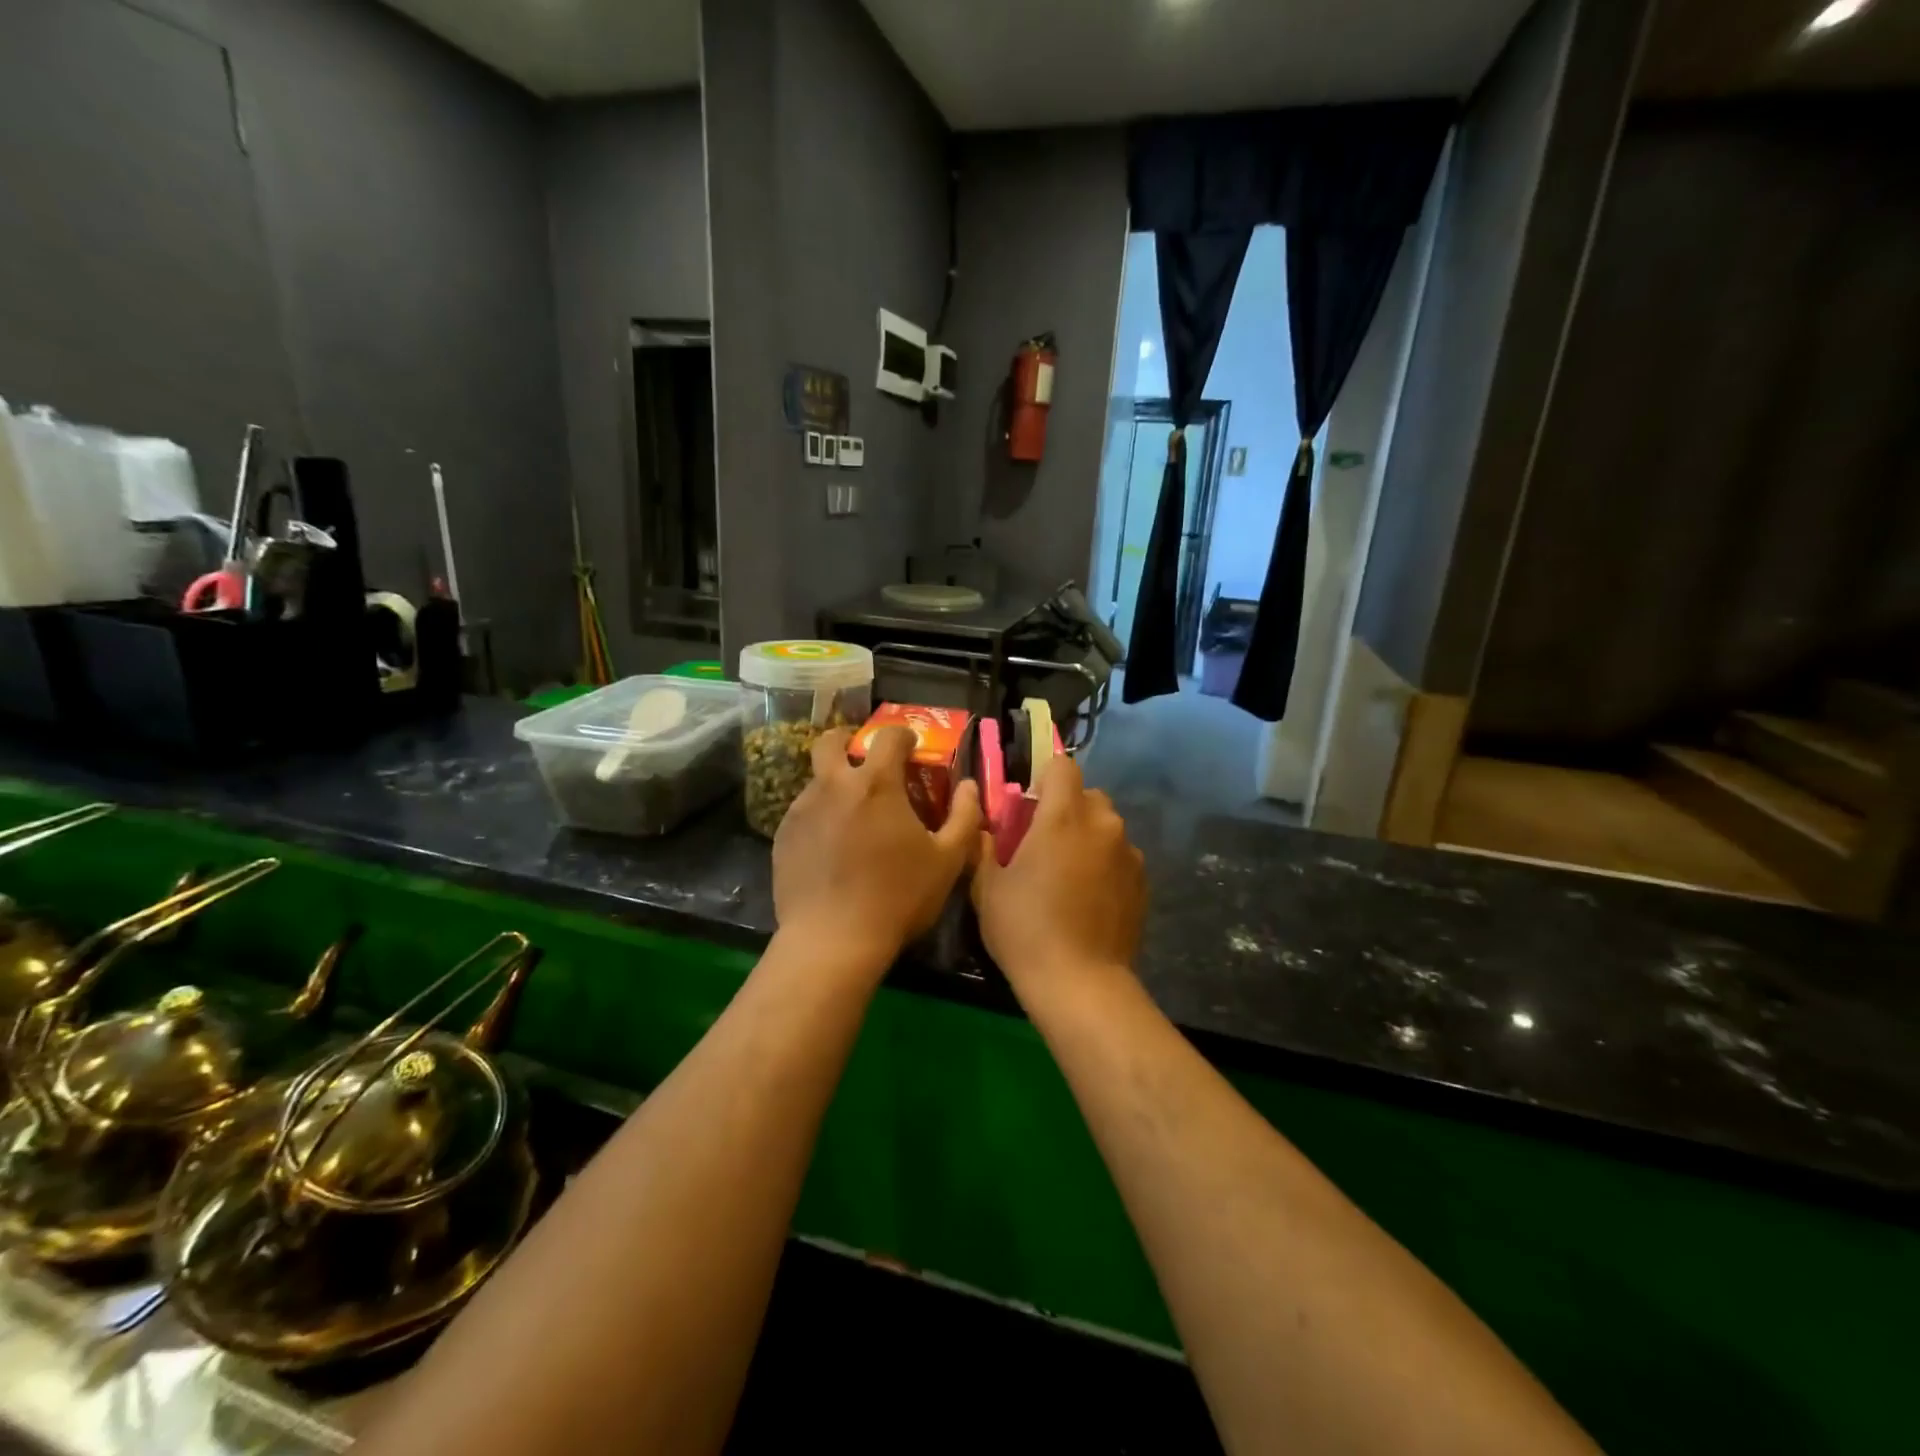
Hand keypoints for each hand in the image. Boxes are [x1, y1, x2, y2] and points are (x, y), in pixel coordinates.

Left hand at [772, 726, 981, 979]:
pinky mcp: (783, 837)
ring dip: (835, 784)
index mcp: (876, 783)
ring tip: (852, 816)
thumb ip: (964, 816)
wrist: (832, 940)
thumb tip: (968, 786)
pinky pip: (803, 812)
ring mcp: (802, 810)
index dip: (903, 735)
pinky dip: (820, 816)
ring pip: (816, 780)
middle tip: (864, 759)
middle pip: (830, 741)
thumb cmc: (898, 897)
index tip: (911, 747)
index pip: (888, 736)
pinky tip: (831, 847)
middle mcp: (833, 786)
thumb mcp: (947, 860)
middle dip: (848, 740)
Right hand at [971, 755, 1144, 994]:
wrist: (1080, 983)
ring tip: (1069, 876)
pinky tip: (1089, 900)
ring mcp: (1129, 854)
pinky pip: (1121, 857)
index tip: (1029, 804)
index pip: (1063, 766)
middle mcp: (1103, 825)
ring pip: (1107, 827)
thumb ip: (985, 848)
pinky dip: (1105, 865)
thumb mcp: (988, 888)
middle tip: (1044, 843)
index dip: (1045, 777)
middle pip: (1088, 795)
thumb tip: (985, 829)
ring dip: (1088, 837)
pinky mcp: (1143, 882)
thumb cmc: (1025, 929)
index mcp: (1064, 817)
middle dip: (1067, 809)